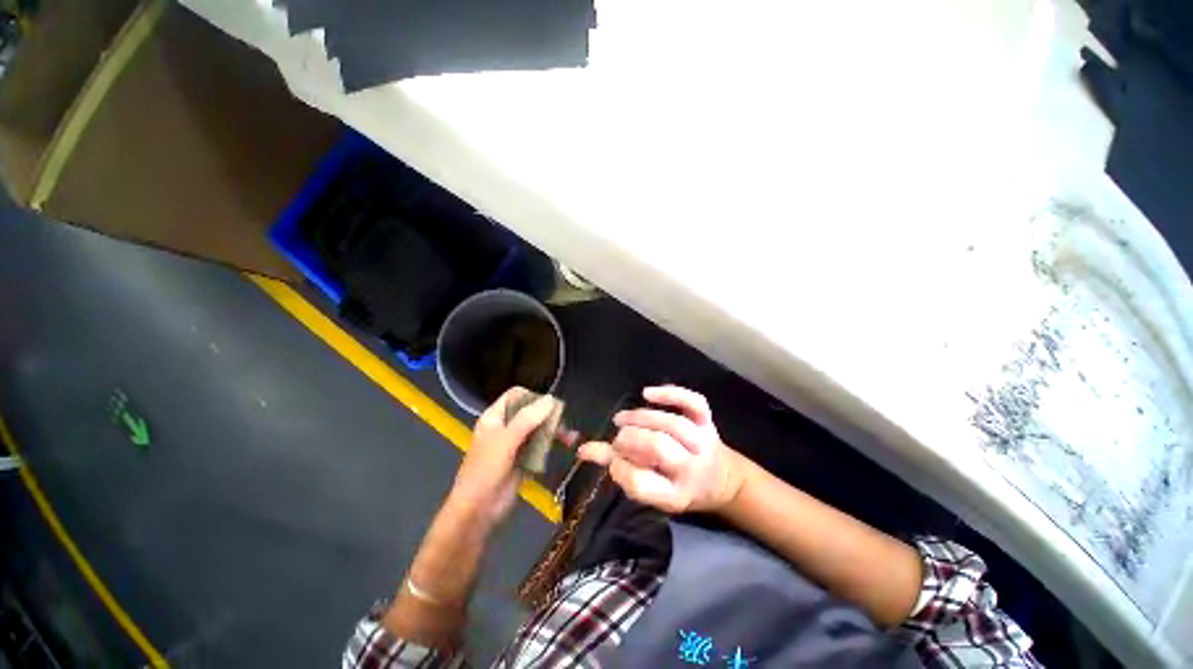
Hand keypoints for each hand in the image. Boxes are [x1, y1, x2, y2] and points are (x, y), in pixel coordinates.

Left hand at [447, 387, 558, 527]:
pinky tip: (567, 443)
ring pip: (538, 428)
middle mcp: (506, 426)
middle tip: (563, 422)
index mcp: (495, 417)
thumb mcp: (505, 441)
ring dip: (554, 429)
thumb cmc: (485, 471)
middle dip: (548, 415)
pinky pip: (541, 445)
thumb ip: (527, 419)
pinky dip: (553, 443)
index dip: (533, 397)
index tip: (549, 406)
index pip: (516, 396)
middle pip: (530, 411)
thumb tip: (551, 399)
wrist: (477, 511)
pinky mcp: (525, 458)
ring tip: (569, 436)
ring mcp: (516, 443)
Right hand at [578, 385, 745, 513]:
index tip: (613, 460)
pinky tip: (647, 393)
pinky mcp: (708, 422)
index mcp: (675, 495)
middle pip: (659, 447)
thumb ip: (616, 466)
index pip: (642, 484)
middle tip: (619, 437)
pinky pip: (693, 403)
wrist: (720, 479)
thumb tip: (583, 450)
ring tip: (622, 419)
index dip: (620, 469)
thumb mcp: (649, 487)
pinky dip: (671, 394)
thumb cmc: (676, 484)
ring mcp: (703, 442)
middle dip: (631, 438)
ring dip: (642, 418)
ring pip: (672, 424)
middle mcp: (692, 469)